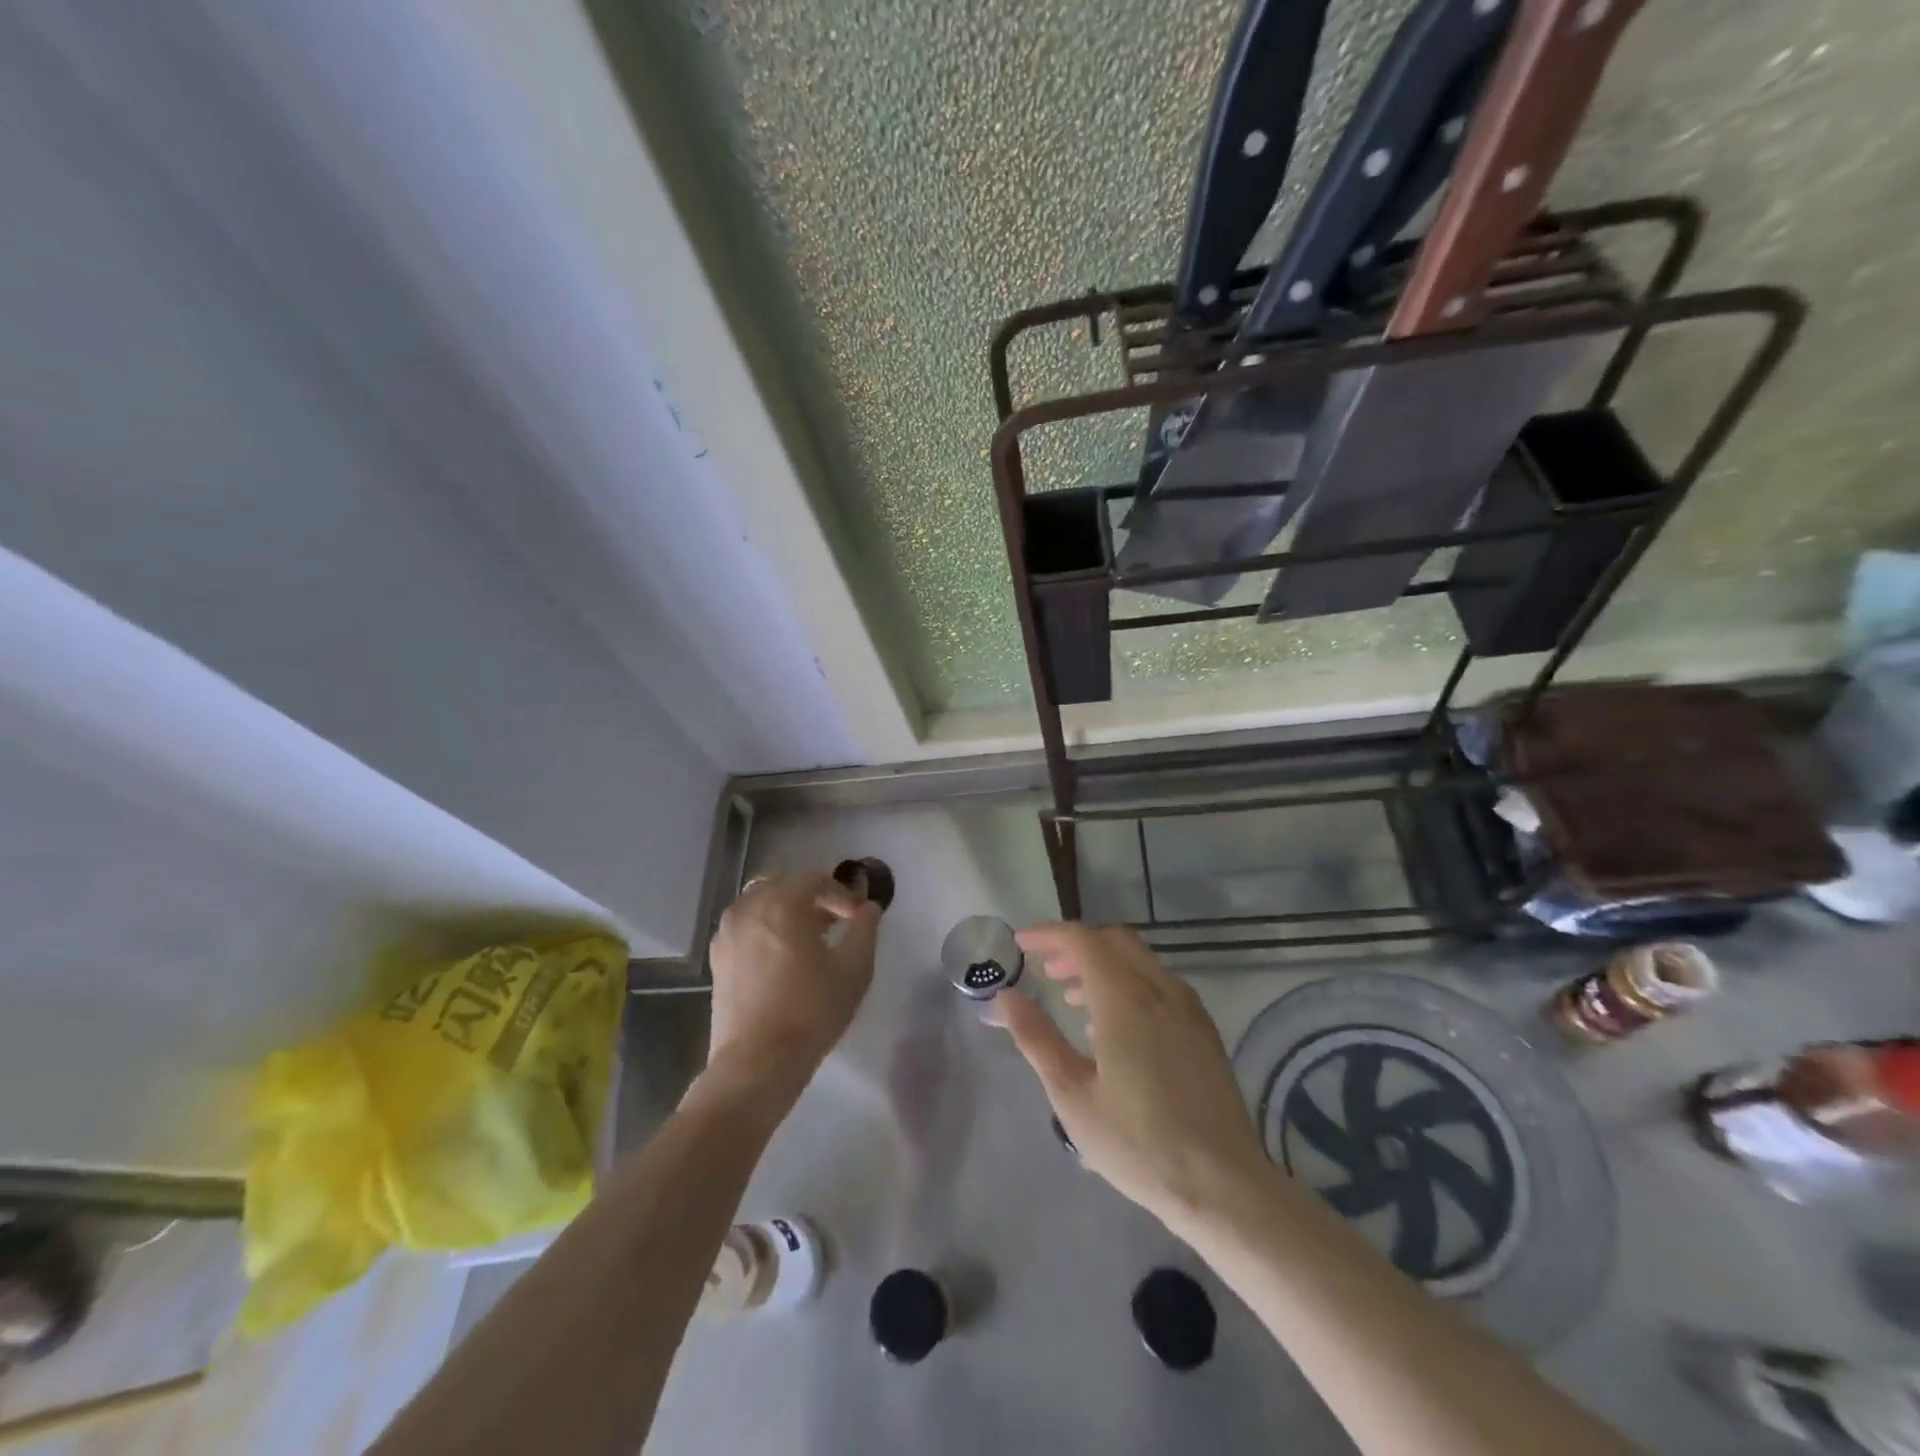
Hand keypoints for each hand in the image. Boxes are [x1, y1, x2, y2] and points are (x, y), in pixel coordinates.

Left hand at [706, 871, 879, 1086]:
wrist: (758, 1060)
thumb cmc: (812, 1009)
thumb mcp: (854, 969)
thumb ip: (865, 930)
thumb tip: (868, 908)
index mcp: (783, 902)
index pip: (816, 881)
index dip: (842, 895)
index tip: (858, 917)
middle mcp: (750, 907)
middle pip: (784, 885)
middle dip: (811, 898)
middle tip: (834, 922)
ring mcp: (728, 931)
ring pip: (760, 903)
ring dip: (785, 911)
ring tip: (807, 939)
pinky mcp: (717, 957)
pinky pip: (744, 926)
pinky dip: (764, 928)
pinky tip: (780, 957)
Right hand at [986, 923, 1270, 1232]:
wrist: (1223, 1186)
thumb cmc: (1138, 1144)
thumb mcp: (1072, 1095)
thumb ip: (1036, 1038)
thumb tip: (1005, 997)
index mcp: (1125, 999)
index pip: (1082, 940)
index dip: (1048, 934)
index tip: (1020, 943)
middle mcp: (1161, 989)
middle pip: (1113, 941)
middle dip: (1076, 946)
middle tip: (1047, 971)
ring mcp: (1188, 1009)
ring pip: (1140, 961)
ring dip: (1103, 965)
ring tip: (1074, 999)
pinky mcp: (1204, 1030)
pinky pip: (1160, 984)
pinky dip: (1129, 984)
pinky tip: (1115, 1028)